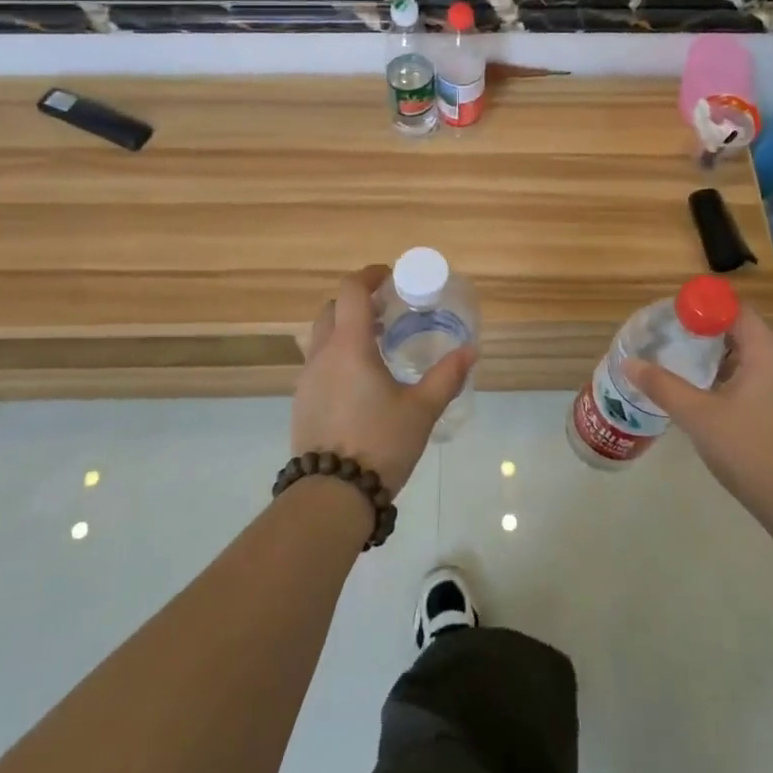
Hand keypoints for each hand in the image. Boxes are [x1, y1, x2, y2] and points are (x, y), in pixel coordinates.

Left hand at [291, 265, 475, 496]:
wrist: (331, 496)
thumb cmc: (379, 444)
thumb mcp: (421, 410)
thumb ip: (447, 377)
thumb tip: (470, 350)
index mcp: (350, 347)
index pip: (351, 291)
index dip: (370, 276)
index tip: (391, 278)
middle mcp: (322, 355)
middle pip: (332, 309)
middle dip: (358, 302)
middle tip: (388, 313)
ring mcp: (307, 380)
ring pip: (322, 337)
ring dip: (346, 329)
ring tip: (378, 347)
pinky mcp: (302, 402)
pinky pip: (318, 364)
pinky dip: (338, 356)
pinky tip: (361, 382)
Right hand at [623, 307, 772, 521]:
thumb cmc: (749, 450)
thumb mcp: (698, 416)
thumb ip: (663, 385)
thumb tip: (629, 363)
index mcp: (766, 352)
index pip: (734, 309)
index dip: (703, 307)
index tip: (674, 318)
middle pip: (742, 329)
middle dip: (707, 330)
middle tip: (673, 339)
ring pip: (750, 355)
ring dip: (719, 355)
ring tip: (685, 364)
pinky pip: (759, 375)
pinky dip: (734, 374)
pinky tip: (711, 394)